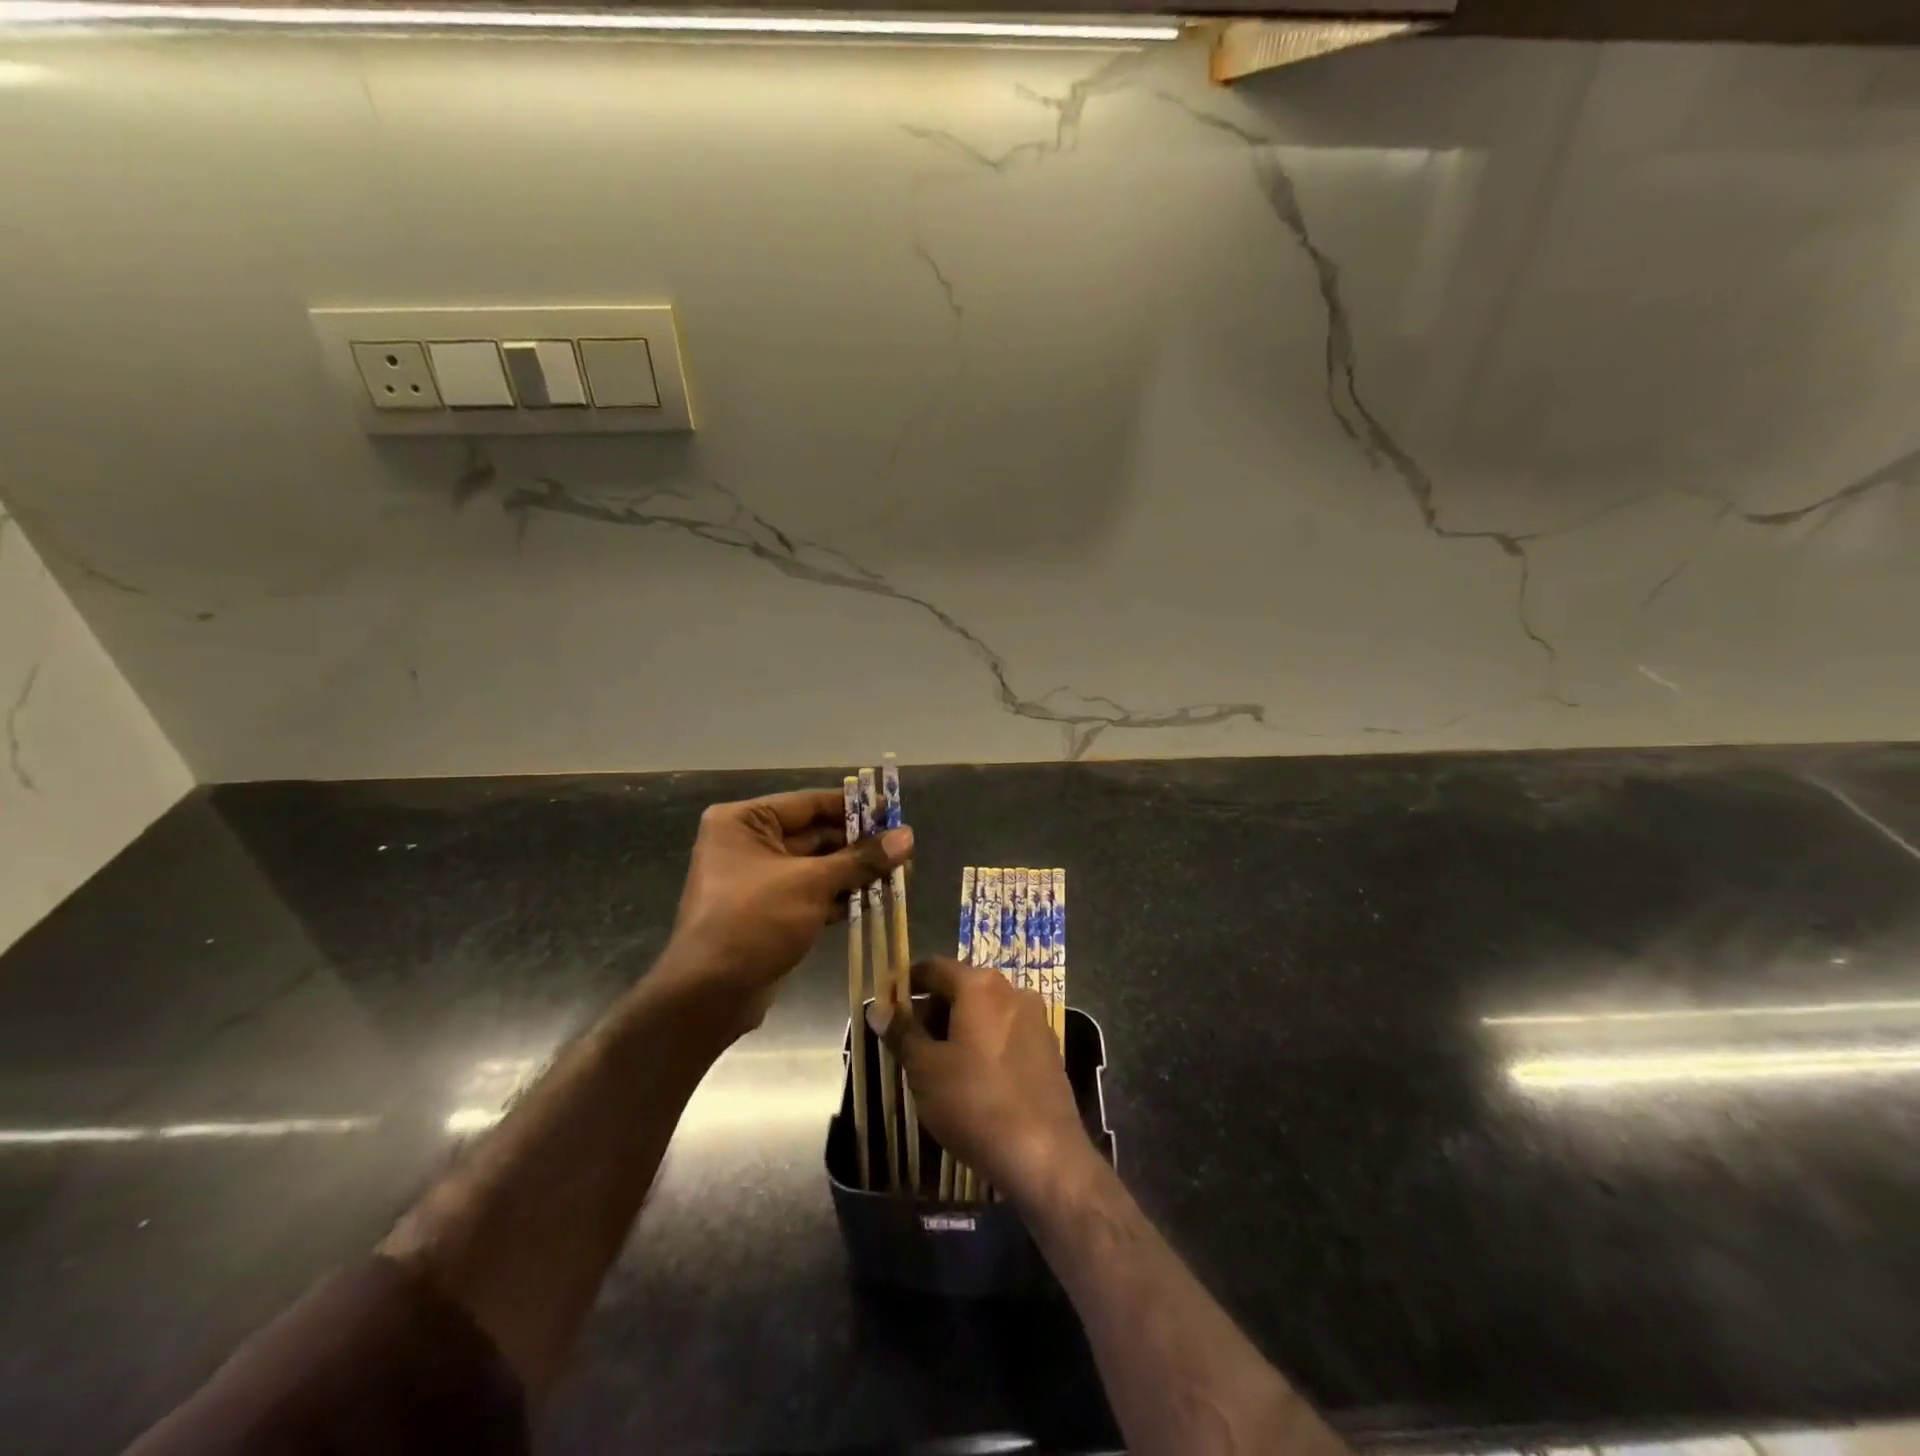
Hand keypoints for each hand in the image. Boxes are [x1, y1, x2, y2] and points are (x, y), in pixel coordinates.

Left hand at [665, 789, 910, 1032]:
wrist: (709, 995)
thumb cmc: (754, 921)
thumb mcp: (811, 884)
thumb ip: (861, 859)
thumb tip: (907, 837)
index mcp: (744, 822)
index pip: (809, 803)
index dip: (854, 806)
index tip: (893, 809)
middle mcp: (748, 844)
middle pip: (816, 834)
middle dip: (860, 844)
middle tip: (904, 848)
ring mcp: (759, 880)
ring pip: (818, 867)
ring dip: (856, 872)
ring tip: (902, 873)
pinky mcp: (771, 912)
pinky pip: (812, 894)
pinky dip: (841, 896)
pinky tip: (878, 898)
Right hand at [873, 956, 1094, 1207]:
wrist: (1044, 1155)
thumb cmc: (975, 1102)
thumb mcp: (925, 1068)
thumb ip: (901, 1033)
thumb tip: (877, 1008)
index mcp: (980, 986)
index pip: (934, 968)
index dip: (908, 983)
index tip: (888, 1006)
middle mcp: (1012, 991)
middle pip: (962, 988)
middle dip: (933, 1010)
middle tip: (909, 1044)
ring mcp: (1036, 1020)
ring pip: (985, 1012)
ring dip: (958, 1029)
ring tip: (937, 1066)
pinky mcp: (1048, 1050)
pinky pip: (1006, 1034)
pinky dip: (984, 1044)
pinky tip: (972, 1080)